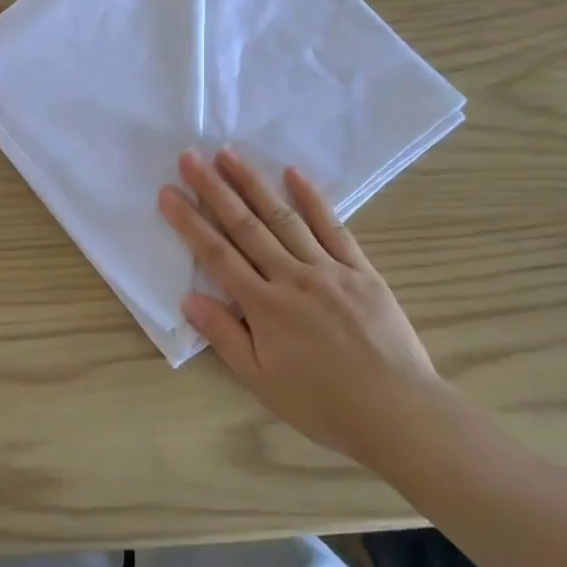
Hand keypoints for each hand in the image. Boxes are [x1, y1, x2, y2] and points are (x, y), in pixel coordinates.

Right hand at [159, 149, 437, 461]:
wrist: (398, 412)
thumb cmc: (323, 404)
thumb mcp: (262, 382)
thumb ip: (225, 336)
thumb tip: (189, 298)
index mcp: (264, 306)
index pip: (217, 255)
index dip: (189, 222)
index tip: (168, 192)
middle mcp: (292, 277)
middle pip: (245, 226)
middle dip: (213, 189)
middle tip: (190, 157)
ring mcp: (329, 268)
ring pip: (283, 217)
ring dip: (253, 183)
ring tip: (229, 154)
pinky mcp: (361, 269)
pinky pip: (333, 227)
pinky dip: (312, 198)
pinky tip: (293, 173)